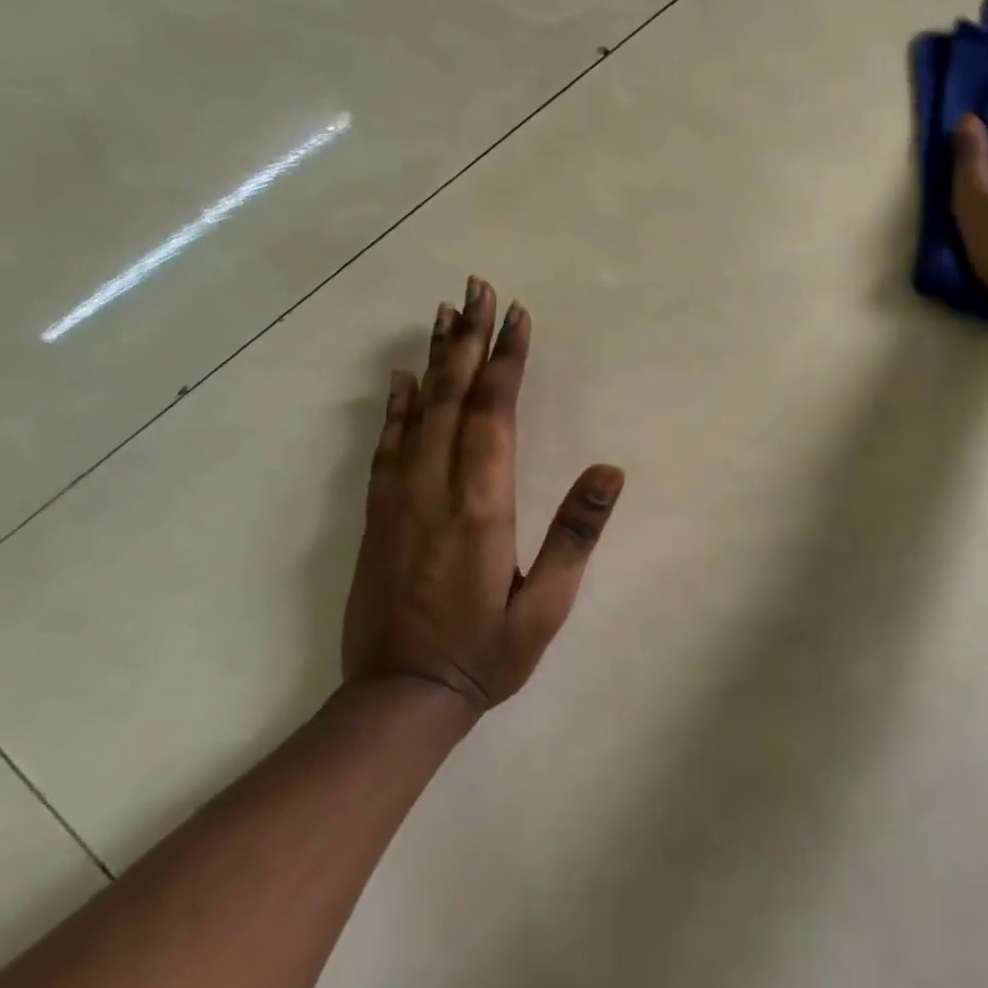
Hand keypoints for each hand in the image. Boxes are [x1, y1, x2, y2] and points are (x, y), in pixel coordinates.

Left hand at [343, 277, 623, 713]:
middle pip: (454, 396)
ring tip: (445, 313)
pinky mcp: (377, 515)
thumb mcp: (547, 606)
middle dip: (470, 338)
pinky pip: (386, 447)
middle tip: (478, 288)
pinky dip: (395, 406)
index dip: (507, 360)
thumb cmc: (486, 652)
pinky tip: (402, 378)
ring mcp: (399, 499)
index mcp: (482, 505)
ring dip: (435, 358)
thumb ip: (576, 534)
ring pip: (418, 411)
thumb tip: (610, 470)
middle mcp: (436, 488)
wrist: (398, 700)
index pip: (496, 413)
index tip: (517, 316)